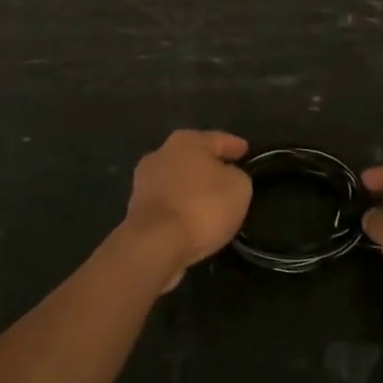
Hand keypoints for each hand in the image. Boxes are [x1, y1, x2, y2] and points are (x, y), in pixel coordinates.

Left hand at [119, 130, 252, 292]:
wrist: (156, 243)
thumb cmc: (202, 206)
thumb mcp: (239, 187)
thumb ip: (236, 176)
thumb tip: (227, 177)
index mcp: (186, 141)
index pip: (218, 139)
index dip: (234, 145)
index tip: (246, 151)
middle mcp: (161, 154)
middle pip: (193, 157)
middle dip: (209, 165)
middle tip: (228, 175)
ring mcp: (144, 181)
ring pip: (177, 180)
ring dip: (192, 187)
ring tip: (210, 201)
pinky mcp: (136, 209)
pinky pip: (168, 203)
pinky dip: (181, 207)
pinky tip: (192, 218)